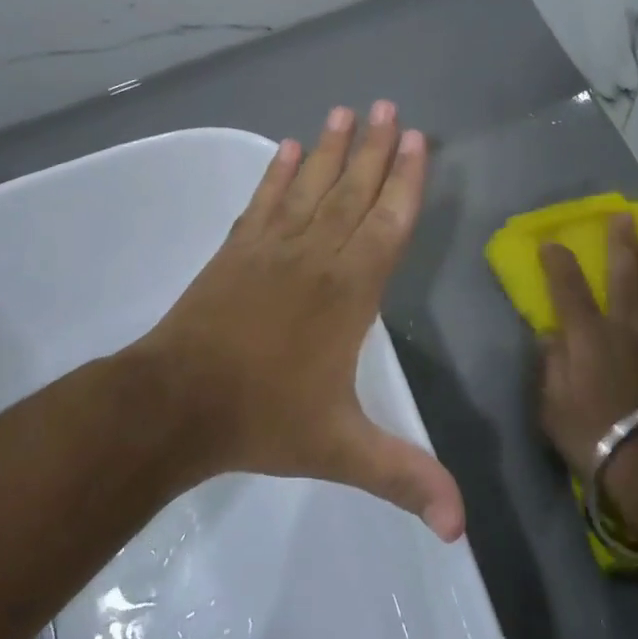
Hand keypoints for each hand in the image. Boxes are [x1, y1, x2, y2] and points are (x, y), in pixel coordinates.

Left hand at [132, 102, 465, 540]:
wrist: (175, 405)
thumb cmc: (264, 420)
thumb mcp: (342, 452)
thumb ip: (405, 478)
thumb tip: (462, 531)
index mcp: (349, 292)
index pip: (388, 224)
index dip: (405, 181)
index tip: (416, 139)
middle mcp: (316, 256)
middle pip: (354, 192)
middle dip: (376, 148)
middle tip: (390, 106)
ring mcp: (271, 248)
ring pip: (311, 186)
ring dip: (333, 147)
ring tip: (347, 110)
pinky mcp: (236, 250)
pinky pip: (265, 200)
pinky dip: (279, 171)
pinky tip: (290, 147)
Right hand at [536, 214, 637, 489]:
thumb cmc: (593, 436)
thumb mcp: (551, 405)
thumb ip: (550, 365)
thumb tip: (550, 335)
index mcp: (588, 335)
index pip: (568, 288)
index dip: (558, 262)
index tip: (552, 243)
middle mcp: (628, 326)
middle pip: (625, 275)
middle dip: (621, 243)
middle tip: (624, 216)